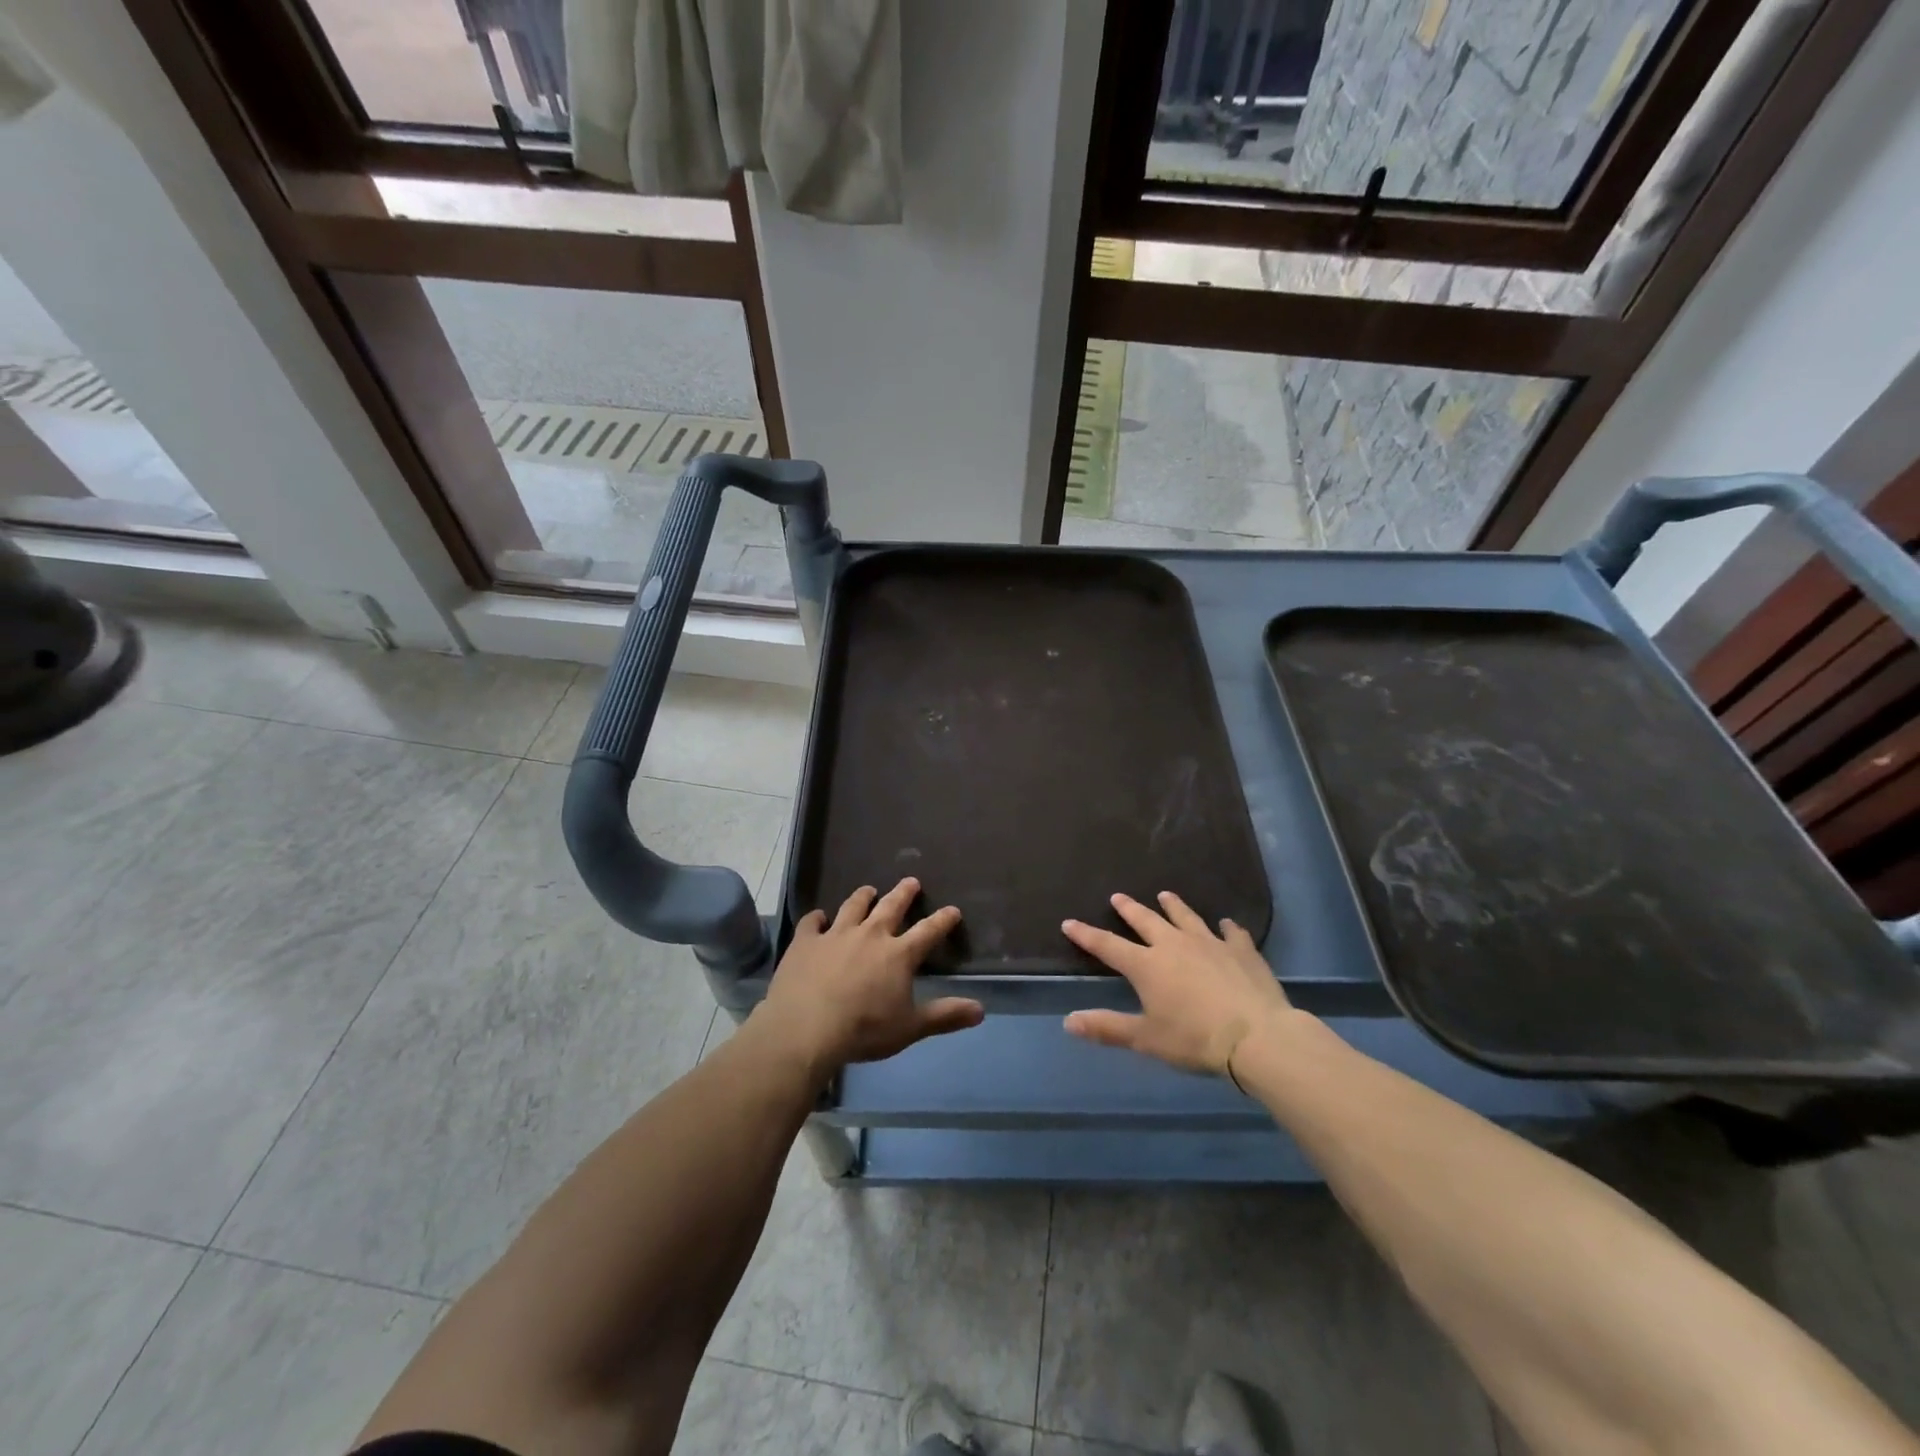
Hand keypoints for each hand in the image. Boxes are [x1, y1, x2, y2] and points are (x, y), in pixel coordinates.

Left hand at [759, 878, 982, 1070]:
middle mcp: (870, 935)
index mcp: (898, 954)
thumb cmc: (864, 1029)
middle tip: (911, 881)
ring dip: (863, 896)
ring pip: (853, 907)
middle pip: (891, 907)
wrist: (806, 1028)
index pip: (928, 931)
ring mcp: (835, 935)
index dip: (942, 920)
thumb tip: (981, 1010)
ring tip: (869, 889)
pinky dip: (817, 918)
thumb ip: (945, 1016)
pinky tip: (818, 917)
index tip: (953, 910)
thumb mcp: (910, 1028)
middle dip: (903, 893)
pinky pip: (812, 923)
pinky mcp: (806, 942)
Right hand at [1062, 891, 1297, 1076]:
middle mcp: (1174, 945)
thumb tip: (1068, 1021)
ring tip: (1165, 895)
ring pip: (1186, 917)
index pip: (1108, 946)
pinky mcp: (1241, 951)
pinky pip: (1231, 933)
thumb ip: (1107, 1028)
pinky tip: (1226, 924)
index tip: (1069, 922)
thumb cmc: (1195, 1040)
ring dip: (1174, 906)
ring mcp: (1210, 944)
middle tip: (1118, 897)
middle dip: (1129, 909)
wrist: (1257, 1037)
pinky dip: (1226, 928)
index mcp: (1147, 966)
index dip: (1087, 935)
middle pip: (1146, 921)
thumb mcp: (1146, 1039)